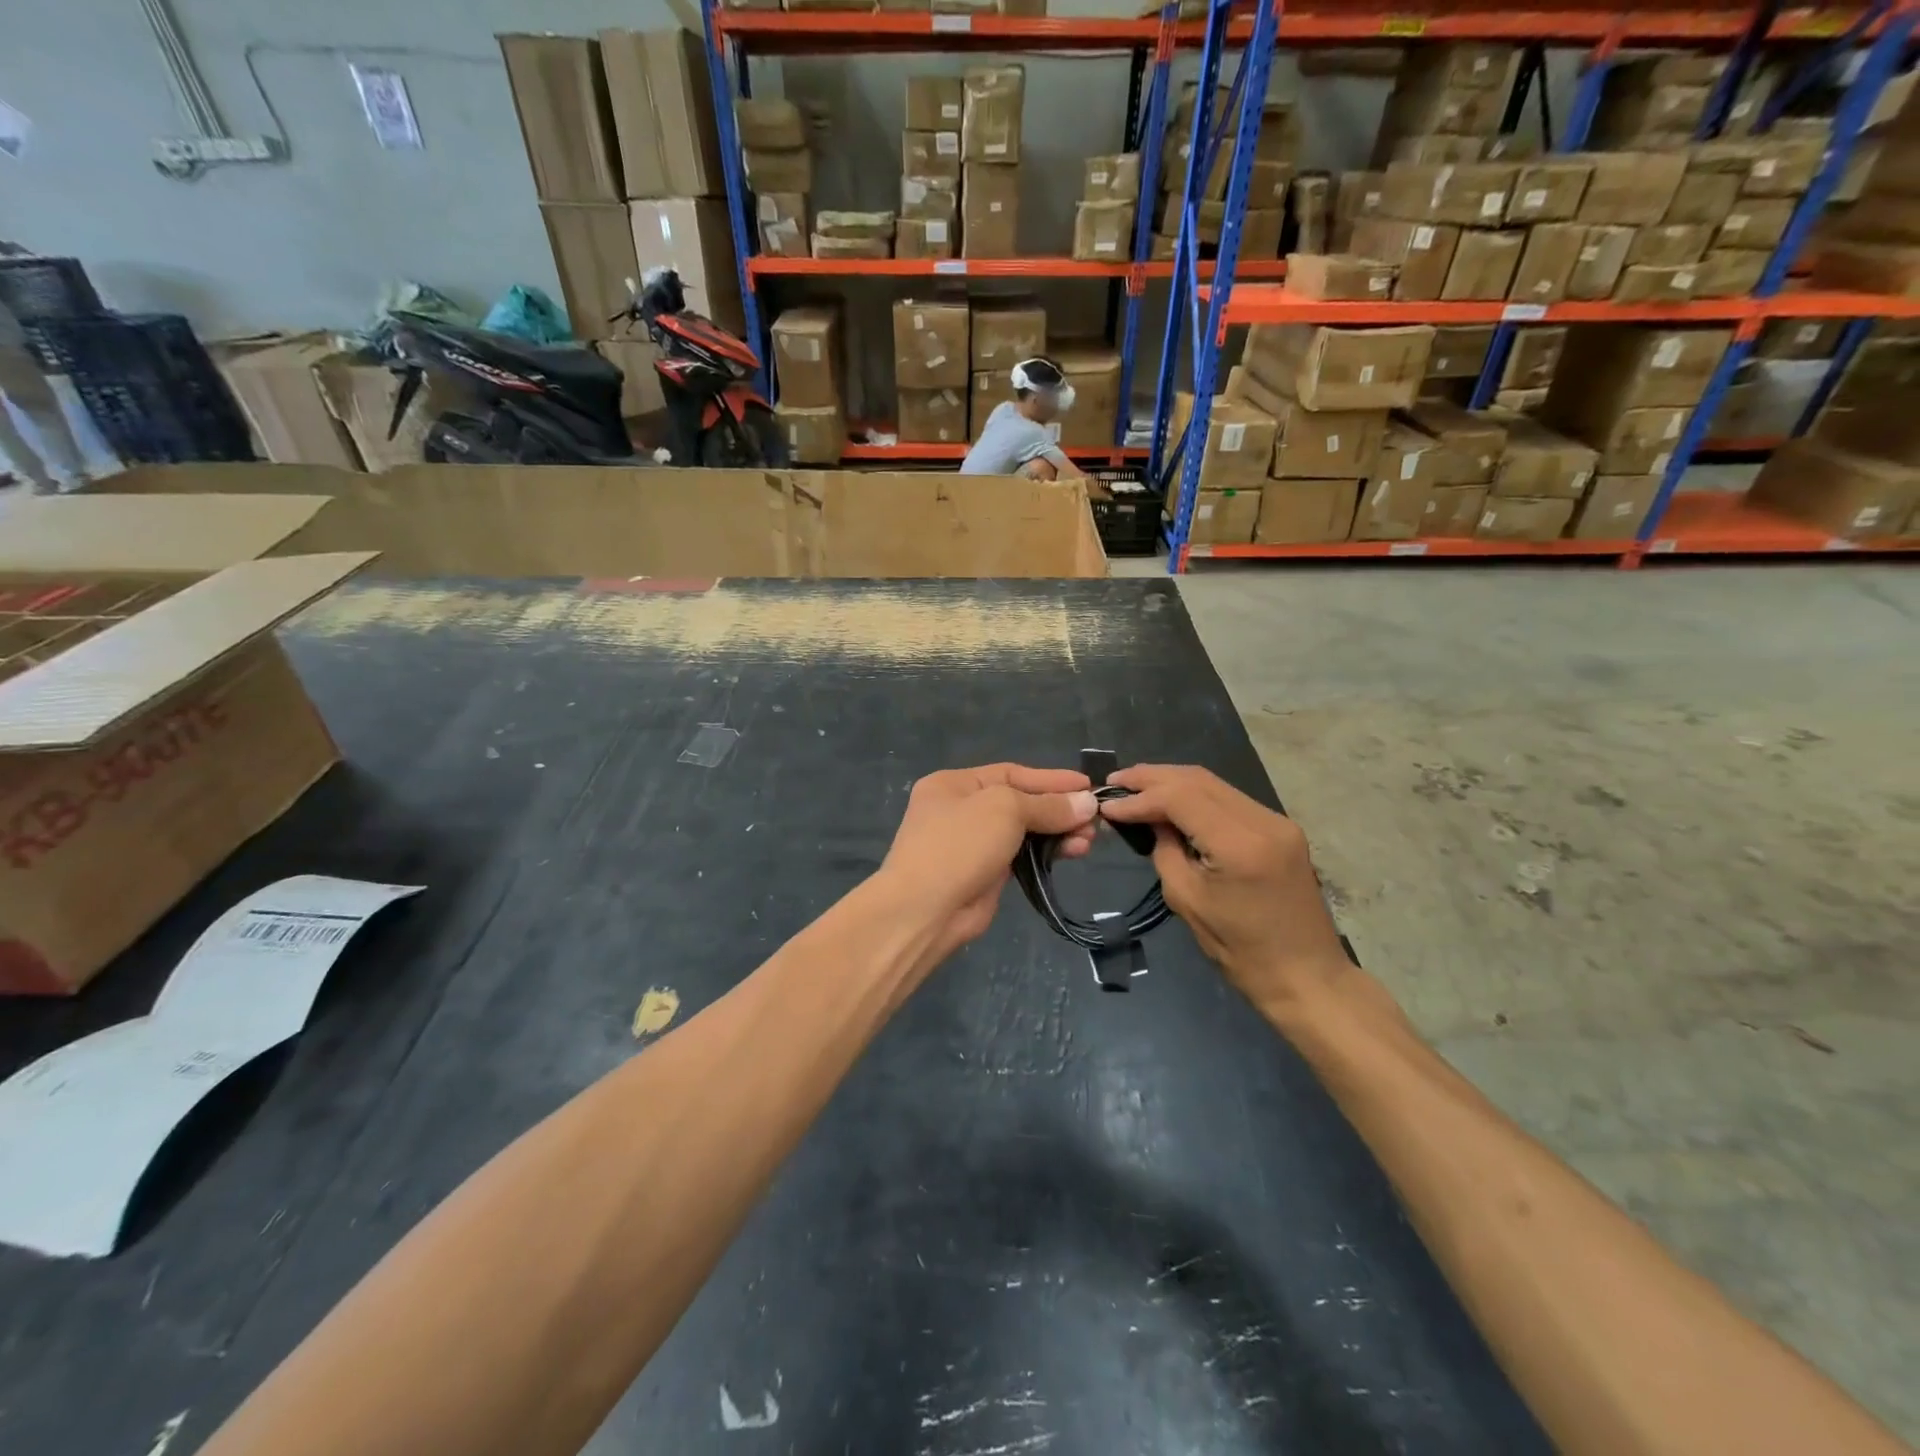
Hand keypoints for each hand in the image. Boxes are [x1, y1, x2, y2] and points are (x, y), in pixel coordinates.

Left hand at [879, 764, 1096, 962]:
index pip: (1011, 773)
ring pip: (1025, 831)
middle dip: (1059, 809)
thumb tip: (1088, 802)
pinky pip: (1023, 855)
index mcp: (954, 784)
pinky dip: (1048, 852)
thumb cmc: (959, 845)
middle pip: (1020, 802)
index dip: (1051, 780)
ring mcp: (973, 843)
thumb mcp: (1004, 810)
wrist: (925, 910)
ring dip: (1059, 832)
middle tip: (1096, 818)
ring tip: (1090, 839)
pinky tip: (1073, 852)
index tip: (1088, 787)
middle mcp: (961, 809)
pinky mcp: (986, 873)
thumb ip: (1047, 805)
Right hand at [1100, 765, 1349, 1006]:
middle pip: (1198, 779)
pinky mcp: (1281, 828)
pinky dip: (1195, 795)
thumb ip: (1165, 851)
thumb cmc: (1241, 951)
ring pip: (1215, 783)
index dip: (1140, 797)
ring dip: (1173, 782)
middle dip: (1153, 777)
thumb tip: (1150, 820)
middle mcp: (1263, 821)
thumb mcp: (1187, 901)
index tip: (1108, 805)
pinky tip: (1171, 801)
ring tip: (1136, 787)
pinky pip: (1230, 799)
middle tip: (1115, 782)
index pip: (1180, 797)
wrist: (1307, 976)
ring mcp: (1277, 821)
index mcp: (1240, 844)